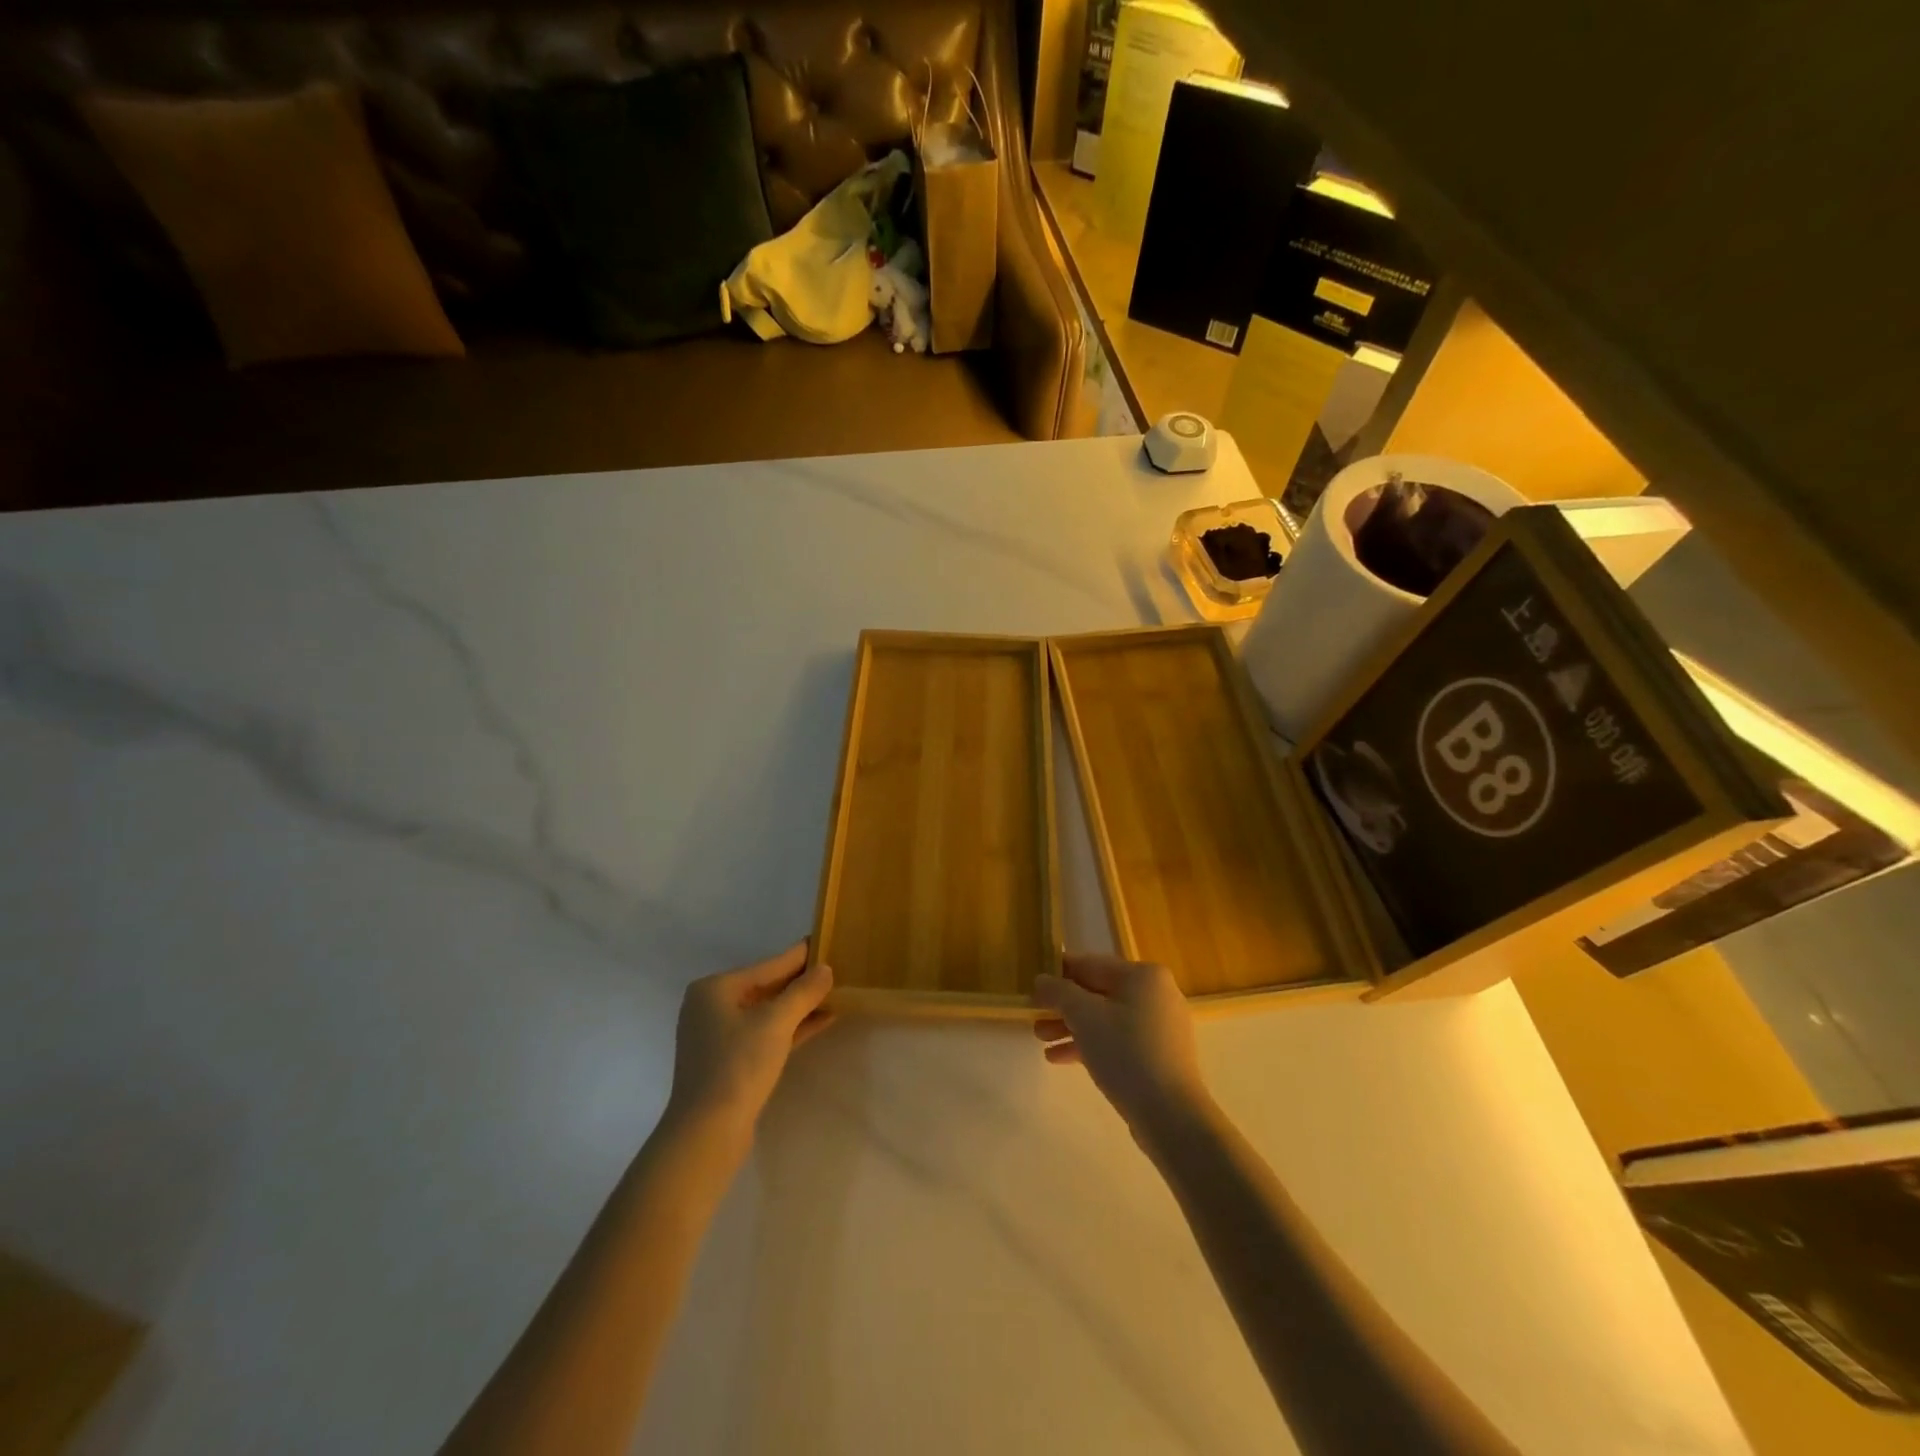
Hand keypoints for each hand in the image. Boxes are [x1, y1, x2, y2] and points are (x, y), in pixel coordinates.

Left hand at [666, 942, 834, 1142]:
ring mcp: (719, 1037)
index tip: (823, 942)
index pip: (767, 966)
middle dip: (800, 983)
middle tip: (835, 969)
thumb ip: (803, 992)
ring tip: (835, 994)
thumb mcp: (776, 1022)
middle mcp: (711, 1007)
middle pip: (766, 988)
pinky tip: (822, 1021)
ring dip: (799, 1007)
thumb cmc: (738, 1065)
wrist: (707, 1132)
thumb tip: (825, 968)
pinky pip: (766, 1035)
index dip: (799, 957)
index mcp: (714, 989)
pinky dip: (791, 1028)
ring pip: (767, 1013)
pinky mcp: (730, 1063)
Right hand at [1033, 955, 1209, 1141]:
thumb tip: (1042, 980)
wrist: (1171, 1115)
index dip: (1058, 973)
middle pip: (1098, 993)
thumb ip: (1059, 992)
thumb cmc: (1126, 1053)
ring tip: (1041, 1040)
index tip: (1032, 986)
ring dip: (1072, 1027)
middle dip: (1063, 1007)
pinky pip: (1118, 1040)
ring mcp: (1160, 1026)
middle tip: (1034, 1018)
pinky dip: (1091, 1044)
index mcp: (1143, 975)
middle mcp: (1156, 994)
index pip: (1090, 964)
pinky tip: (1060, 1058)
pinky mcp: (1159, 1055)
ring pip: (1106, 1019)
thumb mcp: (1084, 1016)